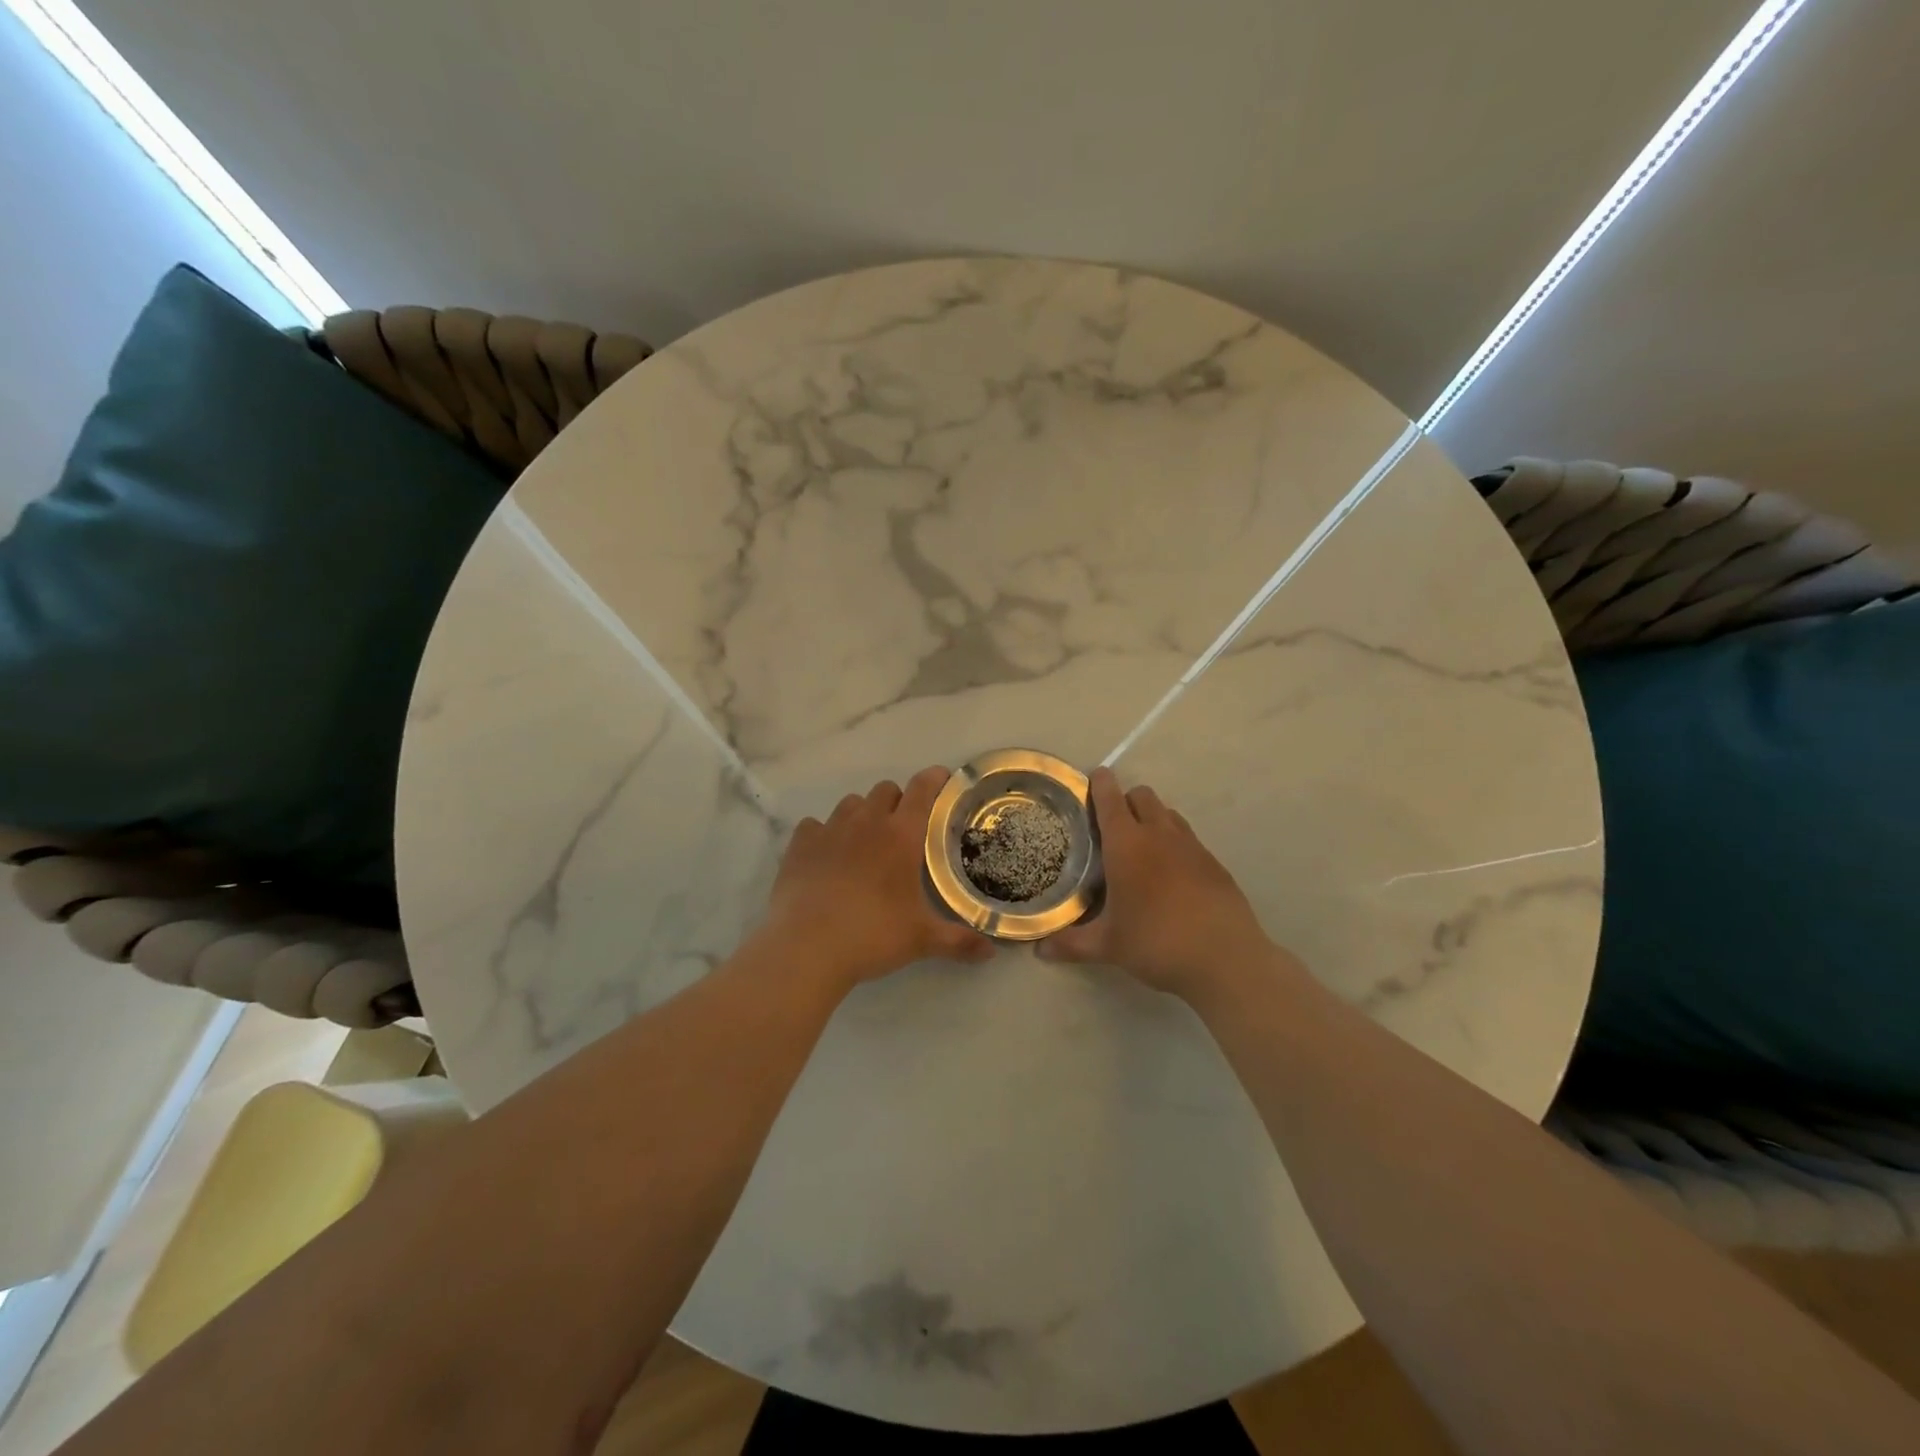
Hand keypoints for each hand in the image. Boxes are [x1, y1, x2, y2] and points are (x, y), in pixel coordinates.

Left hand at [760, 767, 995, 990]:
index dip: (934, 779)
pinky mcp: (800, 845)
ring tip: (865, 842)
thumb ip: (959, 941)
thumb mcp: (921, 940)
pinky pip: (814, 825)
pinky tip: (826, 856)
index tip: (943, 780)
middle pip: (885, 790)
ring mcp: (829, 830)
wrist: (806, 947)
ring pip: (850, 803)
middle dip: (897, 801)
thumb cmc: (872, 935)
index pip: (922, 789)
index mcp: (901, 835)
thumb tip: (991, 952)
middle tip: (903, 830)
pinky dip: (824, 834)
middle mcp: (866, 822)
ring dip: (862, 814)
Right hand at [1038, 767, 1279, 998]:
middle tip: (1112, 826)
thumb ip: (1071, 943)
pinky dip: (1175, 844)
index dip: (1100, 784)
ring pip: (1168, 814)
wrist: (1225, 959)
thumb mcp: (1108, 946)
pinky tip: (1171, 876)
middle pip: (1142, 796)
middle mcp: (1159, 835)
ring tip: (1141, 849)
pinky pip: (1188, 838)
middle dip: (1126, 800)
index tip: (1093, 778)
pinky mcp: (1214, 863)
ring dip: (1152, 819)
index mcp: (1127, 845)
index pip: (1110, 799)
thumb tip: (1039, 950)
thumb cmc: (1156, 942)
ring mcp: (1191, 846)